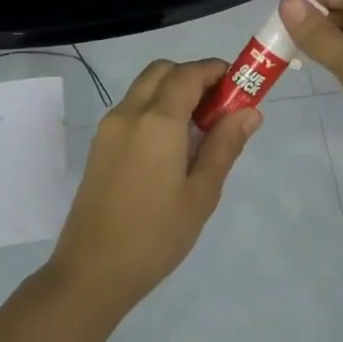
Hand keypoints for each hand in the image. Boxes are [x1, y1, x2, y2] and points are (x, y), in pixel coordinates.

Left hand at [45, 59, 261, 309]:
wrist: (93, 270)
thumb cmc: (156, 235)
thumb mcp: (201, 194)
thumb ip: (224, 146)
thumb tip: (249, 112)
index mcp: (158, 121)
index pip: (189, 74)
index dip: (217, 72)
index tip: (241, 86)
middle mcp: (129, 113)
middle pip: (162, 72)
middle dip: (193, 77)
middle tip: (219, 109)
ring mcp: (109, 128)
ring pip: (144, 88)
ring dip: (173, 92)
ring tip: (199, 132)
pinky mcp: (99, 145)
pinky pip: (131, 110)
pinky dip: (155, 109)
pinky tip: (172, 148)